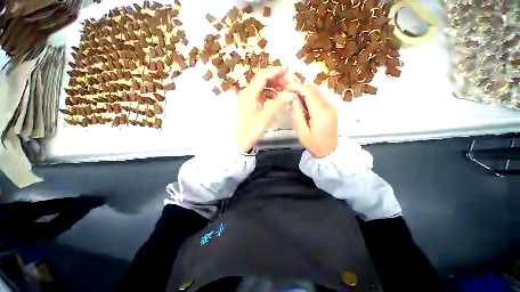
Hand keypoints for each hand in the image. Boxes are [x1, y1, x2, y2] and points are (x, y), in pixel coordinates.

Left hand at [234, 66, 292, 152]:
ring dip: (274, 86)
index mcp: (249, 94)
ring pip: (262, 87)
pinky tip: (277, 99)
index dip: (275, 71)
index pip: (262, 76)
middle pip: (262, 80)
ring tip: (285, 90)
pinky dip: (270, 94)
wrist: (241, 141)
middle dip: (276, 79)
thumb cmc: (251, 130)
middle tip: (289, 82)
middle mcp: (247, 93)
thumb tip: (291, 93)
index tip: (288, 69)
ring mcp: (248, 99)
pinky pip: (261, 95)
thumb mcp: (265, 118)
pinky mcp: (251, 104)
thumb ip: (278, 104)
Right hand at [289, 83, 337, 158]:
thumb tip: (294, 98)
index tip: (288, 86)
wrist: (329, 150)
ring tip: (293, 93)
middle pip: (314, 90)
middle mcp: (328, 106)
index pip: (310, 93)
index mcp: (321, 113)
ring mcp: (331, 107)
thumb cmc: (313, 144)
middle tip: (289, 88)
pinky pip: (319, 98)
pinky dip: (310, 96)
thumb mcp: (301, 132)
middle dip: (301, 87)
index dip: (298, 86)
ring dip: (305, 91)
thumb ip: (297, 114)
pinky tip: (302, 100)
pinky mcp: (331, 109)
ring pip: (317, 93)